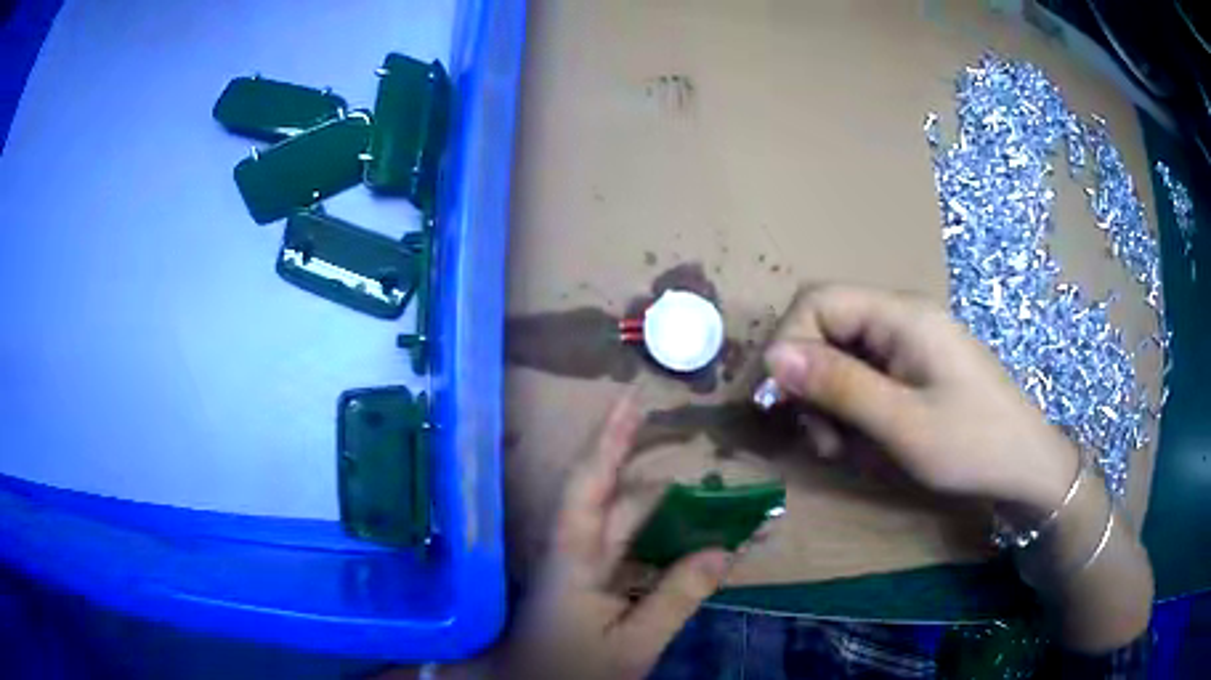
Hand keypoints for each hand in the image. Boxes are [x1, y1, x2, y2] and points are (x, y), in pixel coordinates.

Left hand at [507, 394, 733, 679]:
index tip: (634, 399)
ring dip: (672, 513)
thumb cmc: (571, 671)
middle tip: (716, 468)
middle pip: (622, 502)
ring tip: (720, 504)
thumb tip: (724, 551)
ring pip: (630, 525)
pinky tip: (696, 545)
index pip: (591, 483)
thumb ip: (676, 597)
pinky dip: (666, 543)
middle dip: (669, 483)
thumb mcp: (632, 644)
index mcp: (574, 556)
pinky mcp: (590, 583)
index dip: (611, 438)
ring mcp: (582, 566)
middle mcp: (575, 549)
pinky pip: (632, 550)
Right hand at [763, 285, 1078, 514]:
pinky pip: (866, 376)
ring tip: (842, 448)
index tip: (781, 403)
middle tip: (821, 439)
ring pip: (842, 356)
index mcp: (902, 315)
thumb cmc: (972, 445)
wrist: (1027, 467)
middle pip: (827, 328)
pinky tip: (863, 441)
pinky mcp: (916, 368)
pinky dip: (852, 409)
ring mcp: (910, 344)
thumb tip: (772, 357)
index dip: (789, 344)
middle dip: (810, 382)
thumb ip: (838, 386)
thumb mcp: (902, 423)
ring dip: (829, 401)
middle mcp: (902, 318)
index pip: (818, 301)